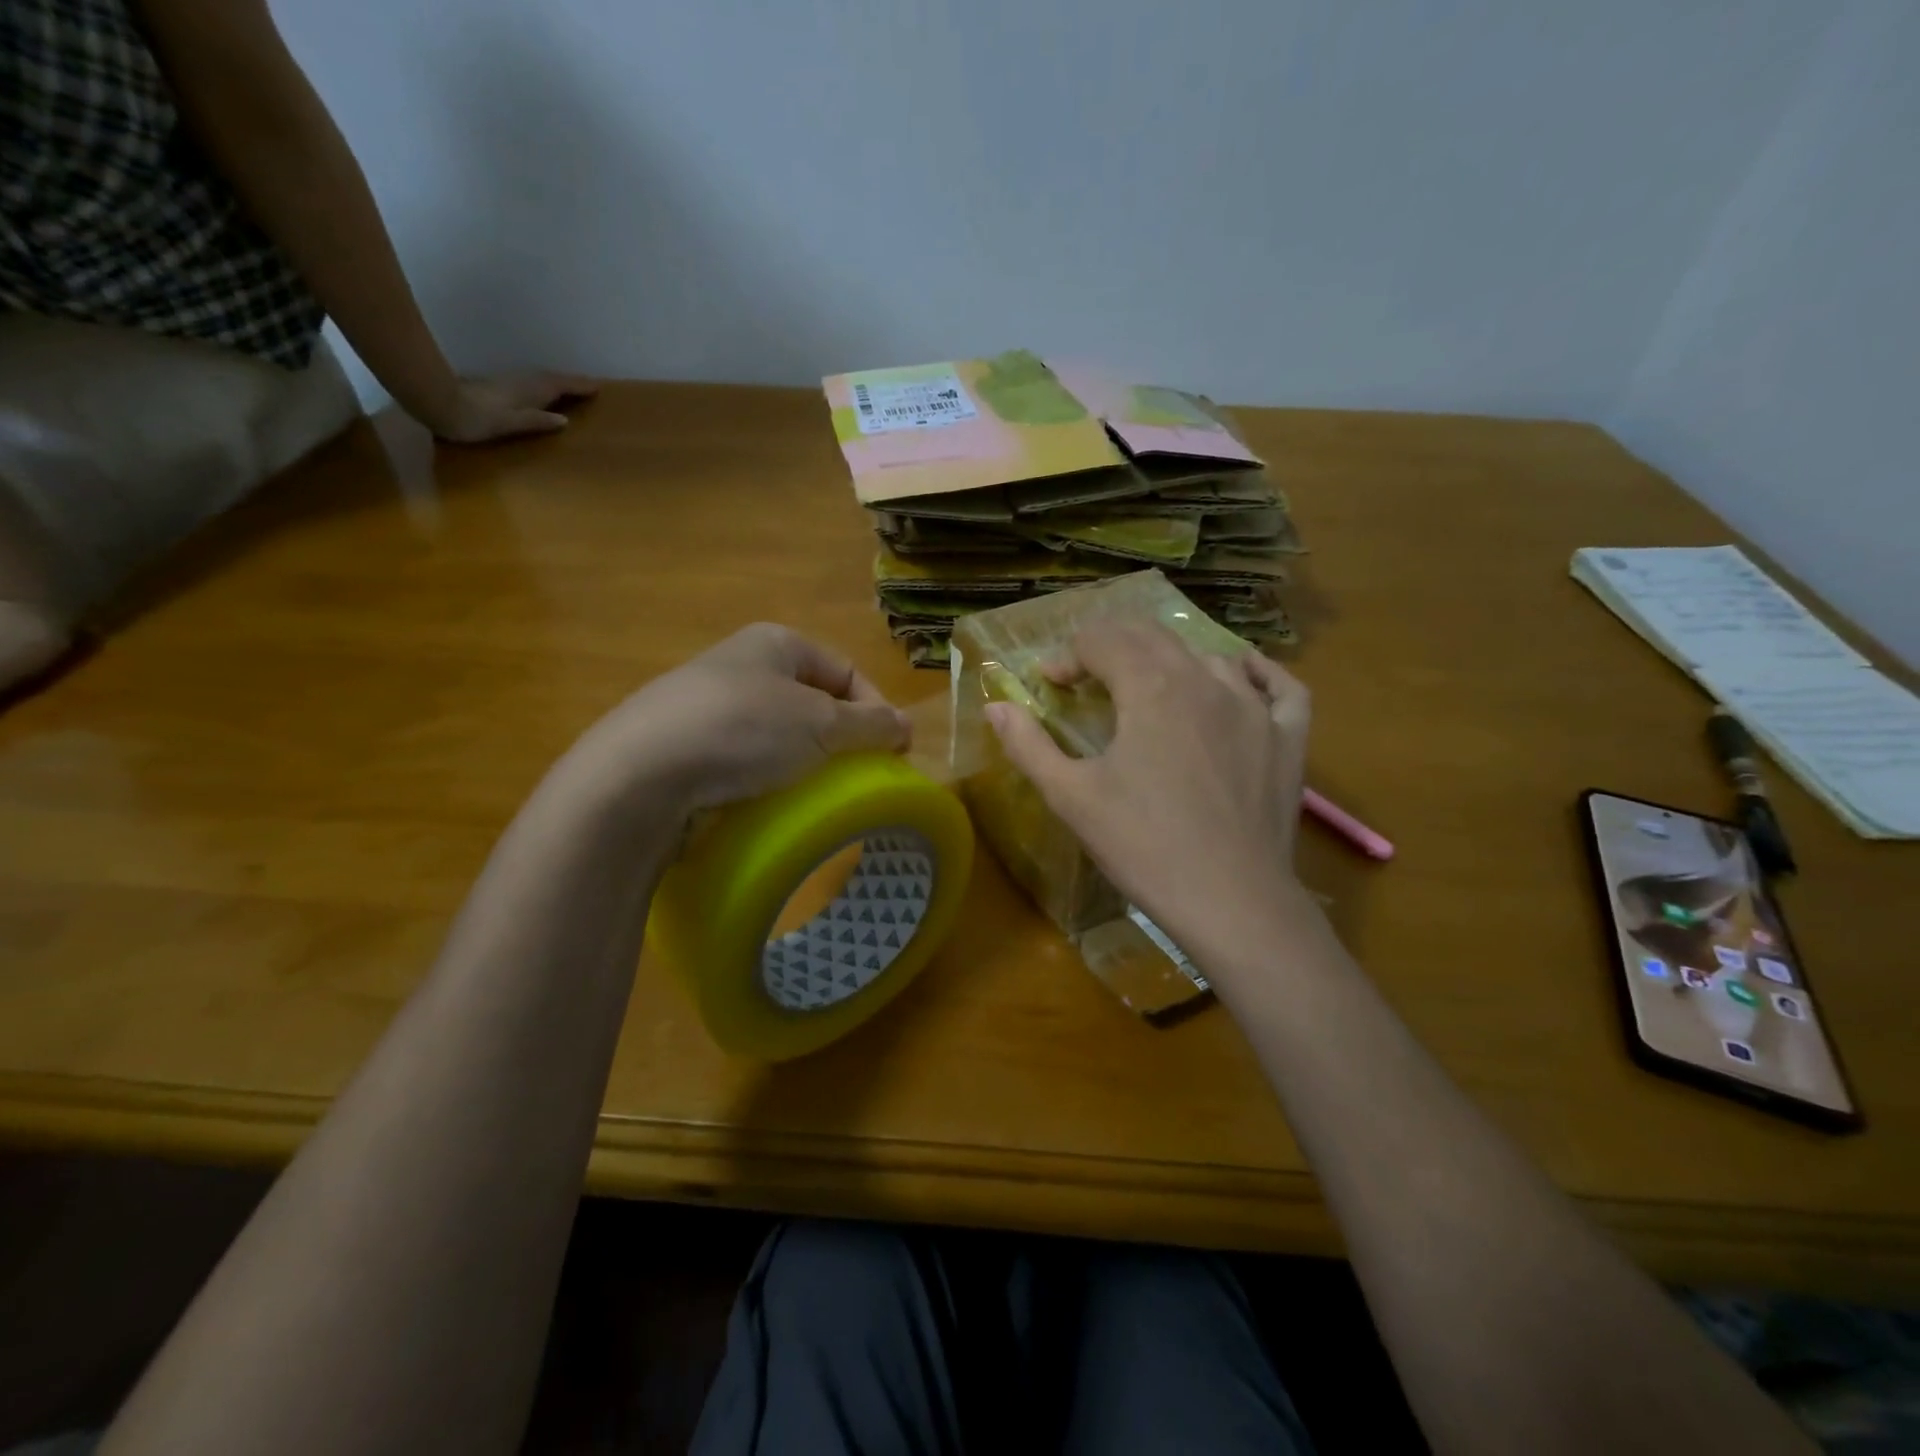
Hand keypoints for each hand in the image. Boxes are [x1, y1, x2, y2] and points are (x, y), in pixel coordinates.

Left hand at [422, 373, 599, 443]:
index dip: (579, 386)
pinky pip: (531, 383)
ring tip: (572, 390)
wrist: (438, 403)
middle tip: (590, 387)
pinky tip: (542, 394)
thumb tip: (565, 420)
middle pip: (552, 379)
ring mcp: (509, 383)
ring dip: (558, 383)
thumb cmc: (475, 419)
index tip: (599, 387)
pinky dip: (544, 386)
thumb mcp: (510, 424)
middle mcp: (522, 383)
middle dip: (572, 383)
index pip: (560, 386)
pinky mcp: (499, 387)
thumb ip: (537, 421)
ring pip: (541, 379)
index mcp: (529, 391)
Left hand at [574, 623, 910, 813]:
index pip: (846, 670)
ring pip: (780, 733)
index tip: (894, 754)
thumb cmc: (742, 731)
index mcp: (776, 643)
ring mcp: (709, 706)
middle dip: (841, 739)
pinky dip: (767, 778)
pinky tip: (770, 802)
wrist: (639, 775)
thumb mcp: (821, 724)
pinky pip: (745, 759)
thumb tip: (906, 726)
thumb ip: (871, 724)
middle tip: (858, 778)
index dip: (877, 708)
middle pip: (814, 701)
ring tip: (817, 795)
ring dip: (805, 762)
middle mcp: (742, 665)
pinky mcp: (687, 746)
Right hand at [985, 622, 1312, 963]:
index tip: (1050, 683)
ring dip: (1170, 662)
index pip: (1102, 641)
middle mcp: (1205, 680)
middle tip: (1088, 675)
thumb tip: (995, 706)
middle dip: (1112, 646)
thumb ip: (1029, 745)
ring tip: (1149, 690)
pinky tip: (1240, 679)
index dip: (1068, 656)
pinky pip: (1280, 686)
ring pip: (1209, 657)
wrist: (1231, 902)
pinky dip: (1257, 673)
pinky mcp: (1289, 737)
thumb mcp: (1072, 797)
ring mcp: (1256, 706)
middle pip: (1152, 637)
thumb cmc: (1143, 846)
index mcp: (1151, 687)